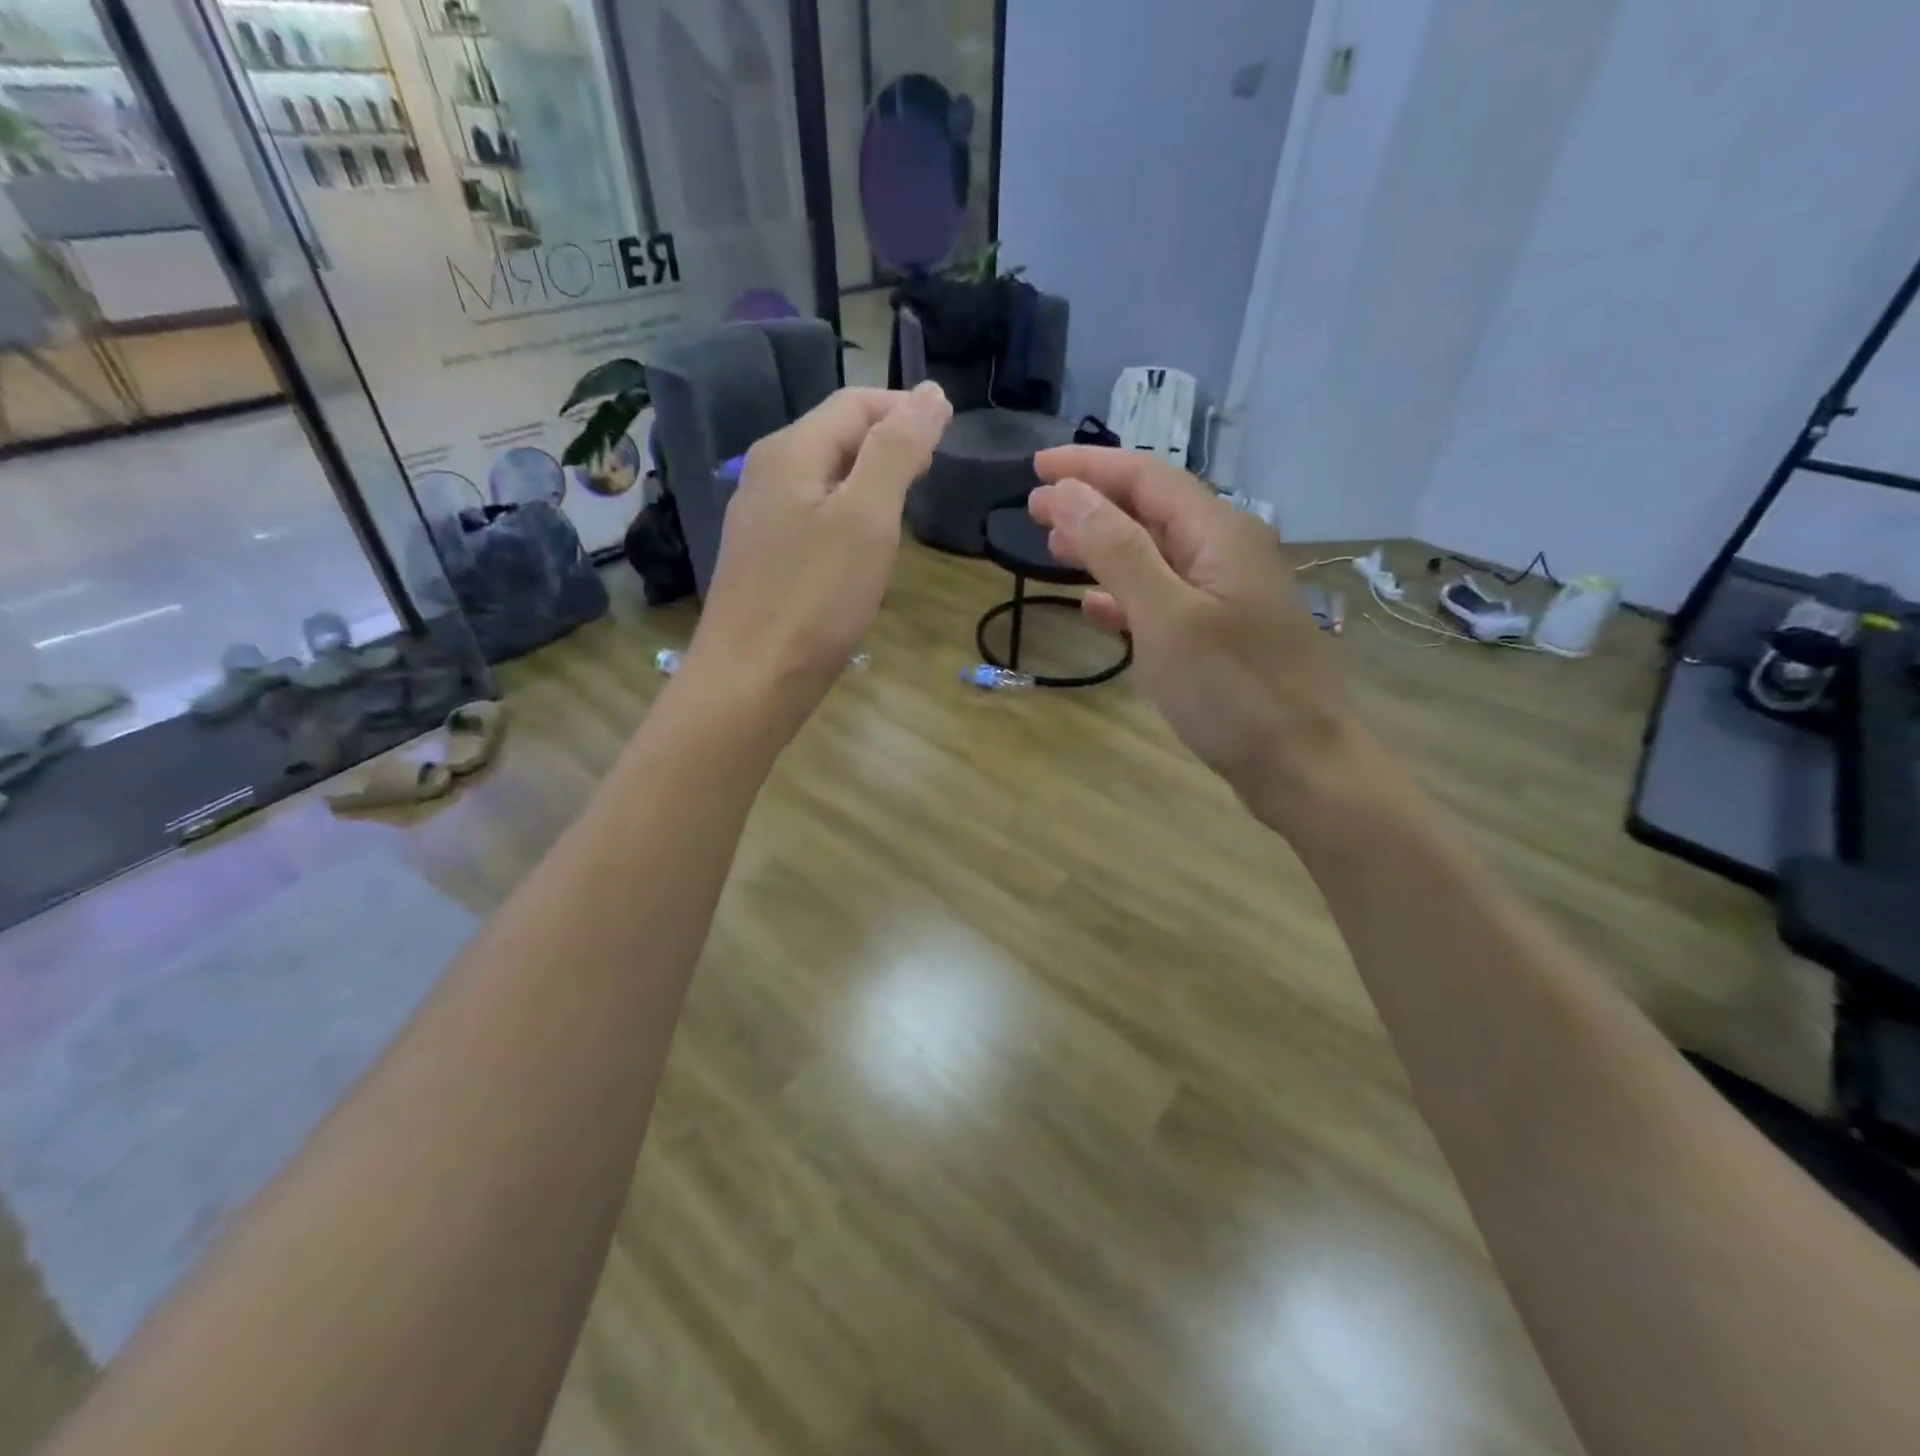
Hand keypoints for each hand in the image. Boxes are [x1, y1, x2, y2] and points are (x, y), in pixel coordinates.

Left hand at [688, 383, 950, 718]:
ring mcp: (761, 517)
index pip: (855, 403)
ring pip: (826, 476)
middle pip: (836, 435)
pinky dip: (849, 512)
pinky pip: (814, 513)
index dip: (905, 407)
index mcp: (791, 451)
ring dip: (871, 476)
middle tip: (934, 467)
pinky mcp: (764, 557)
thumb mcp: (867, 517)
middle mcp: (767, 473)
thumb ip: (897, 451)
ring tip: (909, 499)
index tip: (950, 431)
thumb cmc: (815, 597)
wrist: (752, 678)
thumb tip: (931, 394)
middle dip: (889, 439)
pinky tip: (866, 541)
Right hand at [1029, 447, 1354, 820]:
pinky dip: (1126, 595)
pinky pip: (1165, 597)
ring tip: (1054, 548)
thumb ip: (1116, 550)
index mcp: (1220, 533)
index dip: (1088, 467)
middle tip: (1034, 509)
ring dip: (1104, 547)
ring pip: (1155, 554)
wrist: (1301, 767)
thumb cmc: (1232, 691)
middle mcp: (1227, 551)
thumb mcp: (1166, 616)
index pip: (1146, 476)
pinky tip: (1095, 608)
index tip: (1035, 466)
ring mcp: (1227, 594)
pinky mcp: (1222, 634)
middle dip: (1092, 503)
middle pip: (1151, 509)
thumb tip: (1066, 492)